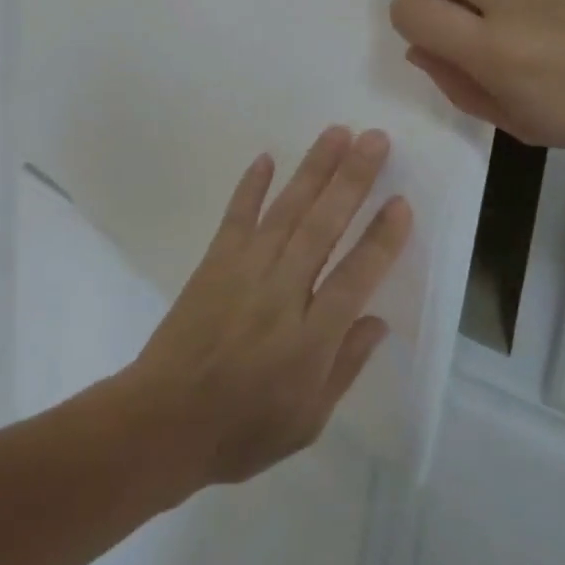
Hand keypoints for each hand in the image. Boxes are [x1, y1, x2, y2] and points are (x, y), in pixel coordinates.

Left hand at [126, 127, 410, 488]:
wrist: (162, 422)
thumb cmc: (241, 430)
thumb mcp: (308, 420)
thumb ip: (345, 366)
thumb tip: (378, 321)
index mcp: (311, 337)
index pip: (357, 276)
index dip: (382, 238)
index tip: (401, 202)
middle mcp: (282, 292)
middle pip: (324, 226)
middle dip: (352, 179)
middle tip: (376, 139)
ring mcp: (244, 271)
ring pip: (287, 211)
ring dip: (313, 169)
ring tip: (337, 133)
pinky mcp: (214, 263)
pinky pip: (236, 217)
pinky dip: (251, 186)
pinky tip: (267, 158)